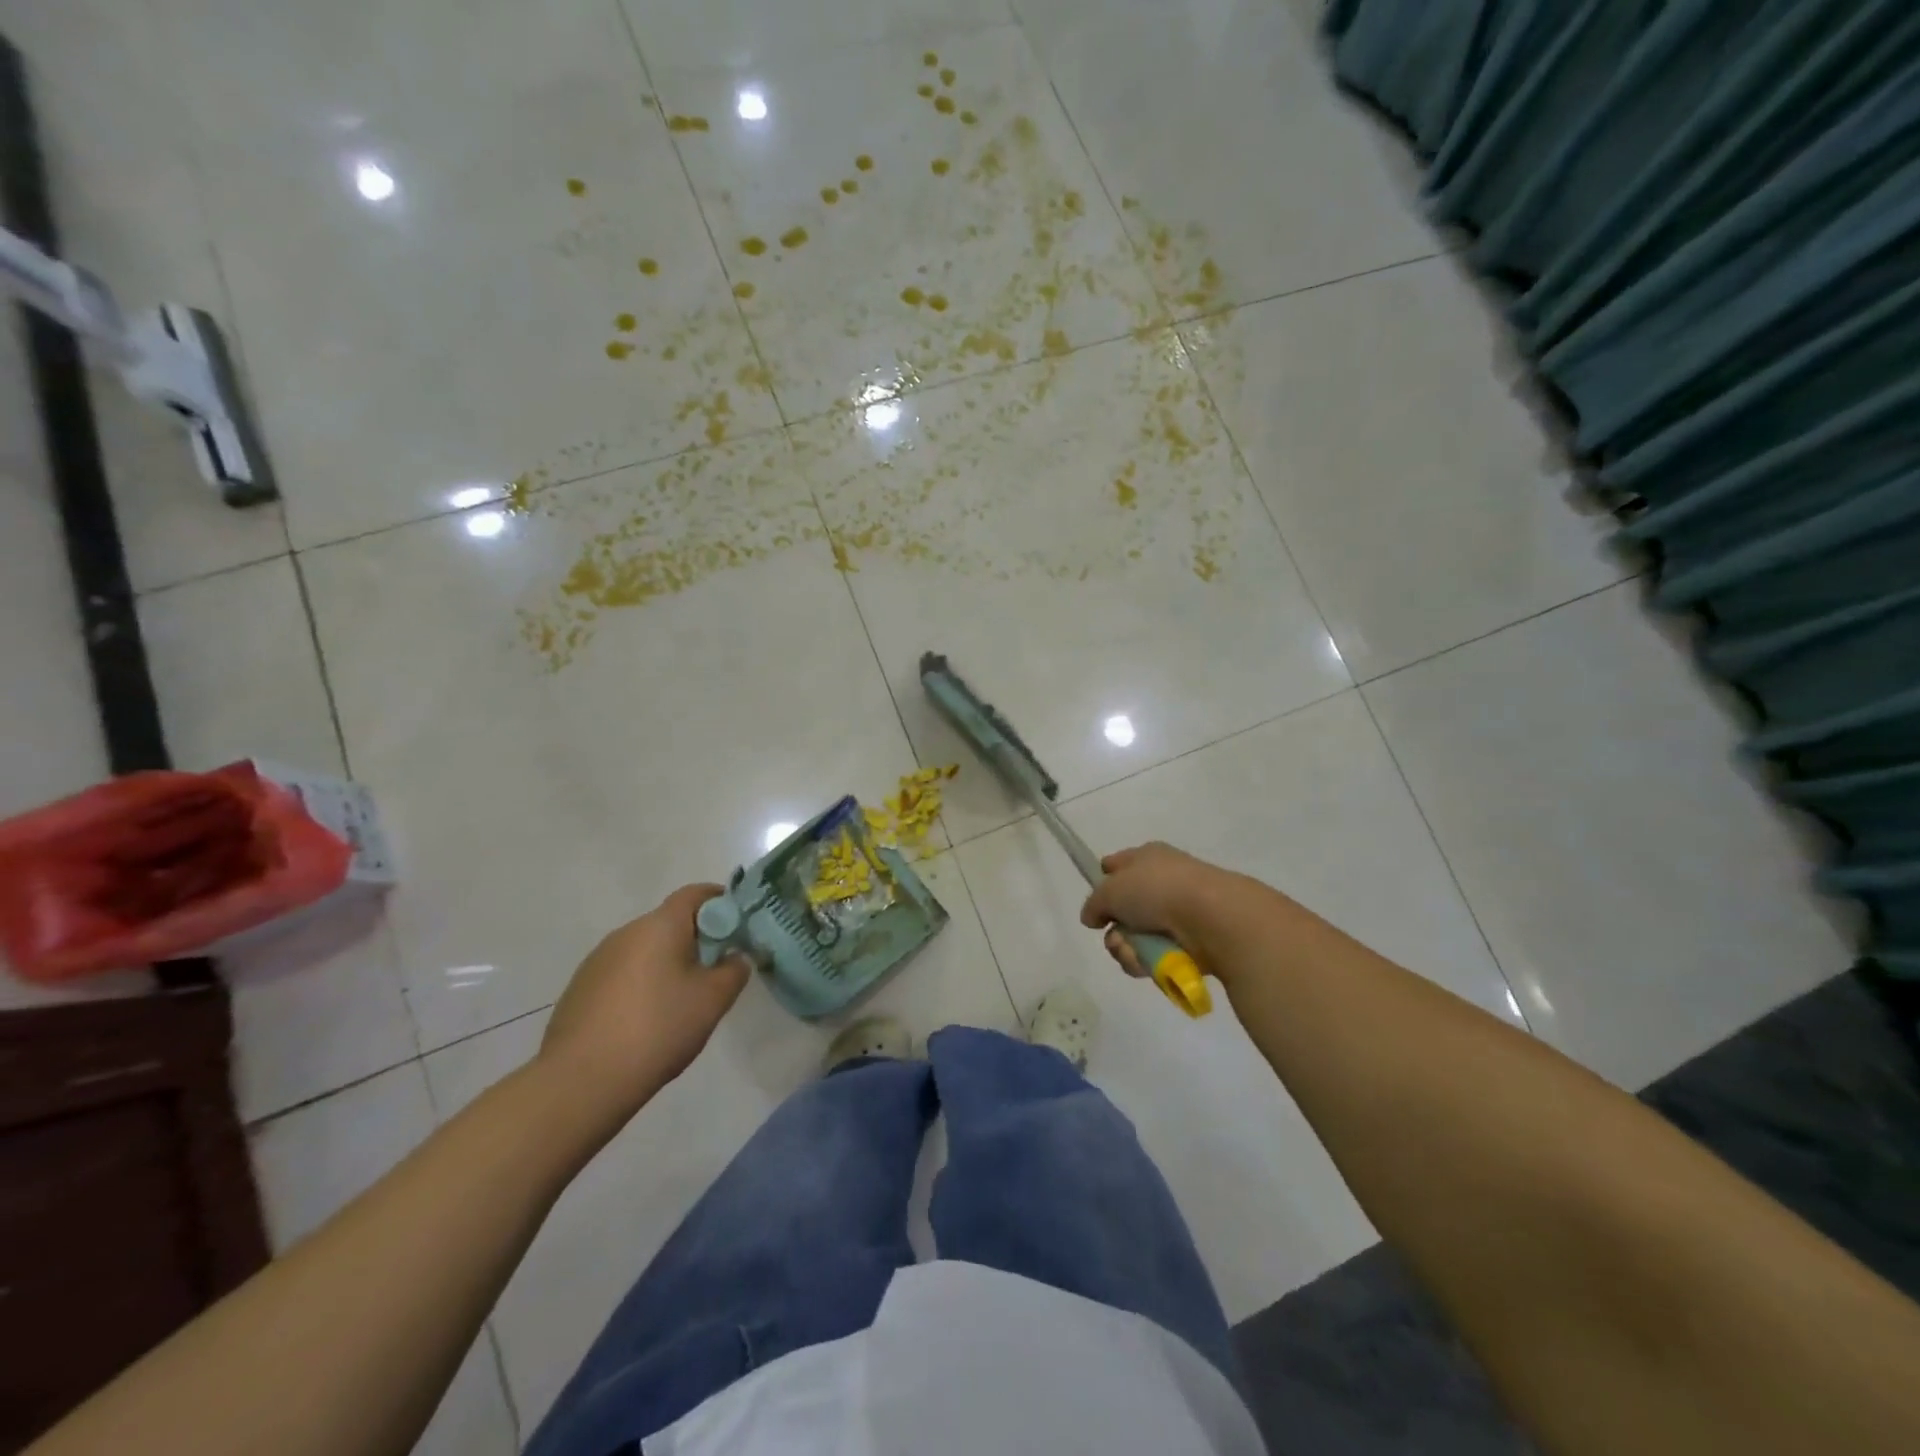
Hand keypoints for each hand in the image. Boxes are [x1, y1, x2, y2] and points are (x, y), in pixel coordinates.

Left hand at [539, 884, 750, 1129]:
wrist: (580, 1082)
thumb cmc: (657, 1028)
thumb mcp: (713, 1000)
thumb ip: (734, 970)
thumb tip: (735, 958)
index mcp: (660, 925)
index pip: (695, 894)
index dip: (721, 902)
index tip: (738, 926)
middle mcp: (626, 932)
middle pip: (670, 922)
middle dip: (696, 940)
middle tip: (716, 972)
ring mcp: (597, 961)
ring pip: (645, 950)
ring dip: (667, 964)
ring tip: (681, 1004)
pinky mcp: (579, 990)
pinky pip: (622, 975)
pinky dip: (641, 986)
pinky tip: (646, 1023)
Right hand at [1079, 842, 1243, 977]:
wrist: (1211, 916)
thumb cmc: (1158, 890)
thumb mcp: (1111, 889)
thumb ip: (1094, 903)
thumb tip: (1091, 917)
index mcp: (1147, 858)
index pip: (1117, 865)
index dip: (1104, 882)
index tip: (1098, 904)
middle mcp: (1162, 882)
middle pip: (1124, 910)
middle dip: (1114, 928)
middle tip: (1115, 935)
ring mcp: (1177, 914)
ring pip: (1136, 937)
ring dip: (1127, 949)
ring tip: (1132, 952)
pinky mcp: (1189, 943)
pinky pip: (1155, 955)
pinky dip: (1148, 961)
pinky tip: (1150, 962)